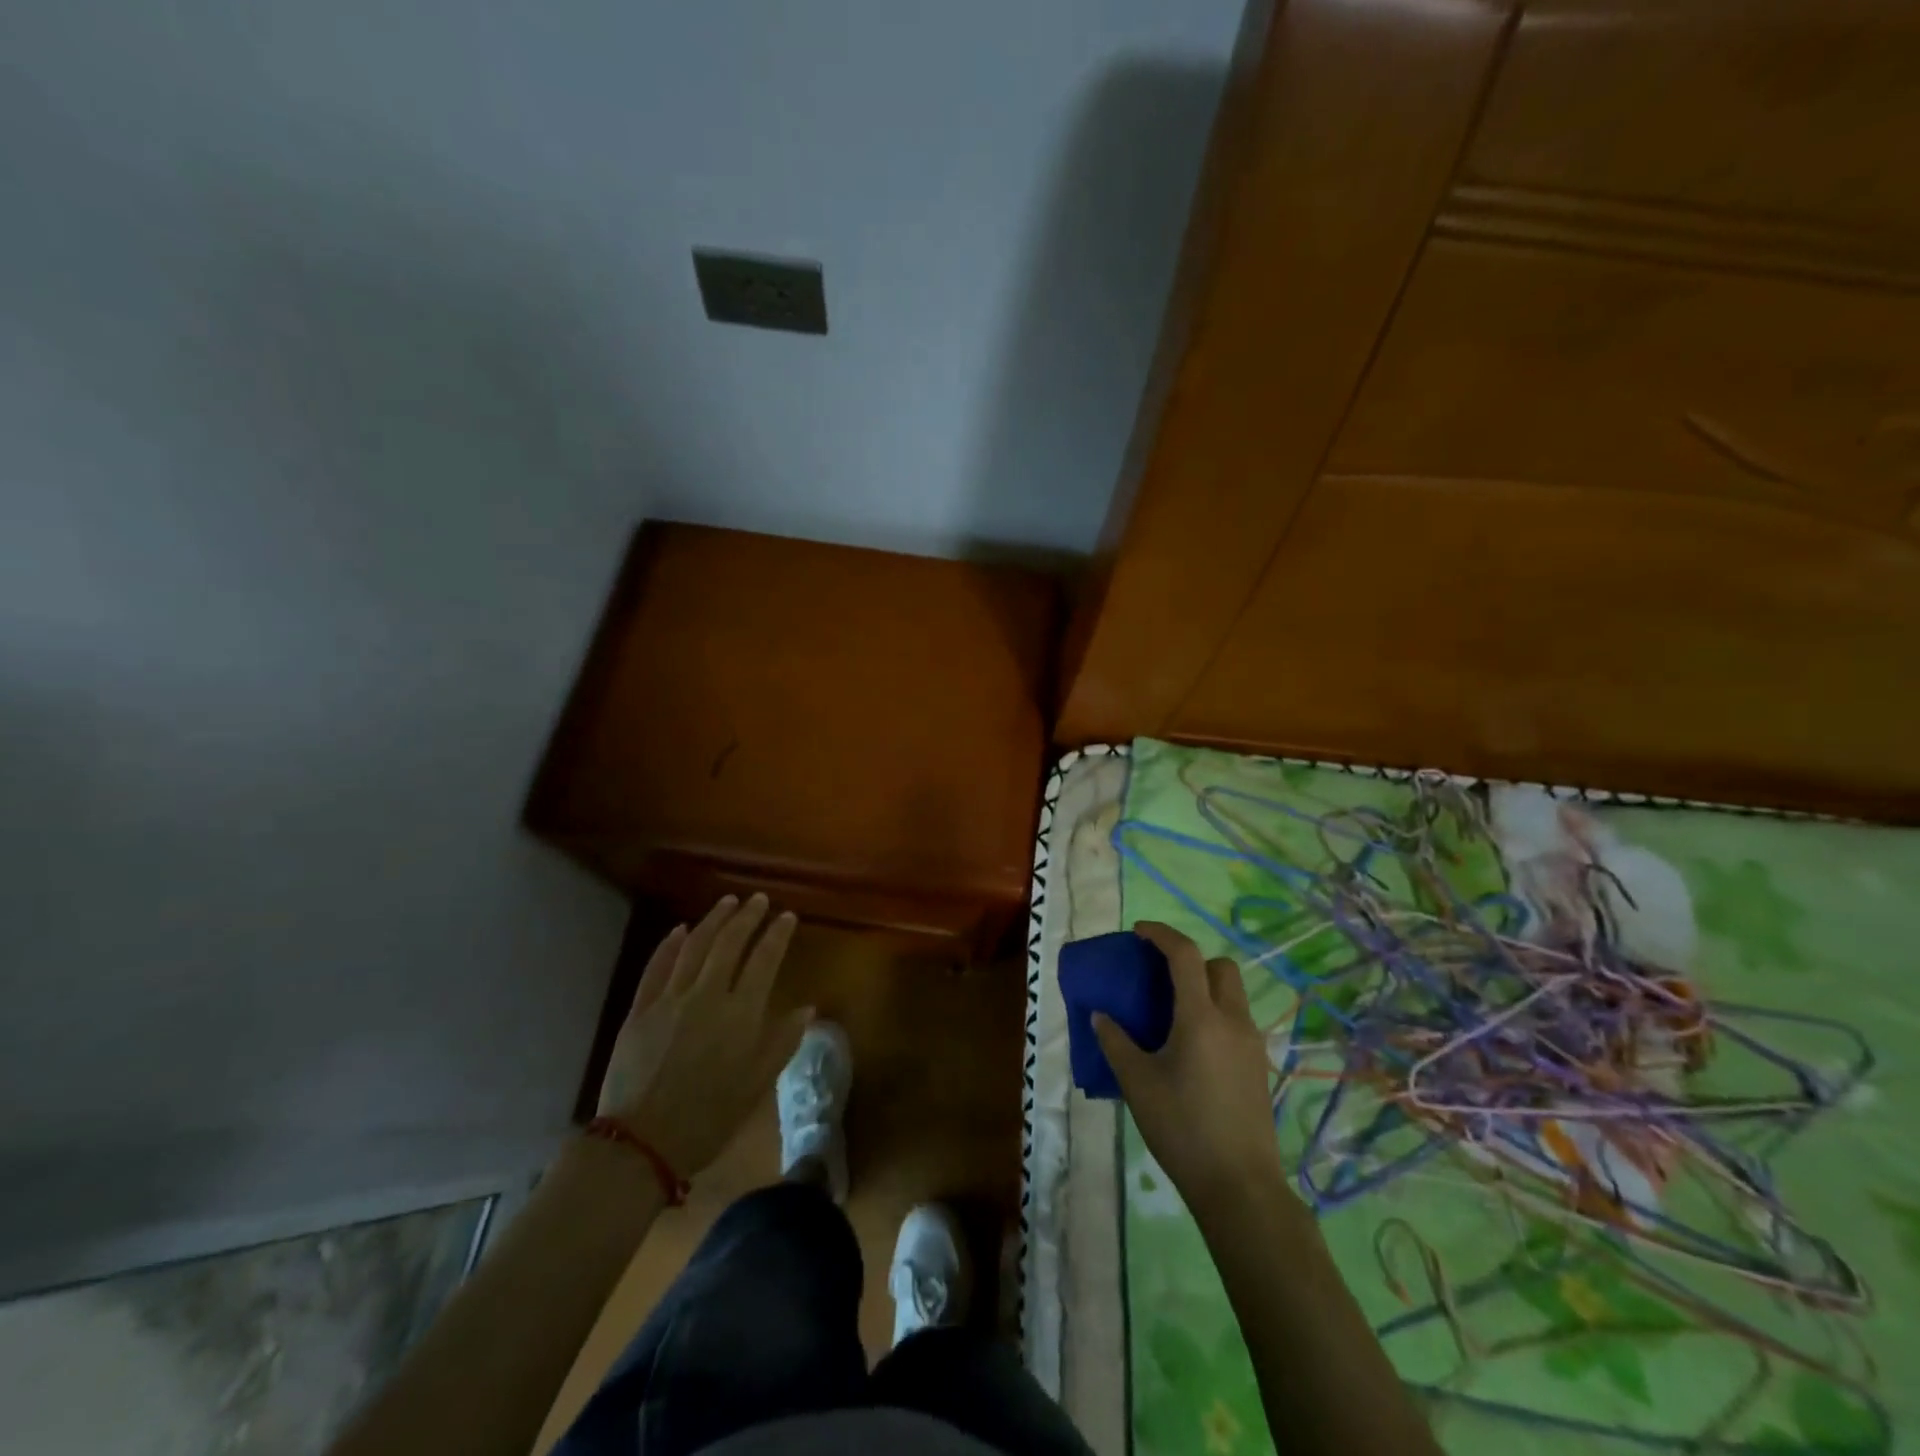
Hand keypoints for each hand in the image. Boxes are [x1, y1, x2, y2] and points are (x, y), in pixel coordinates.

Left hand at [597, 894, 809, 1178]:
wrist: (641, 1145)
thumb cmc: (709, 1118)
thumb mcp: (757, 1085)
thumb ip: (782, 1042)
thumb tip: (807, 1008)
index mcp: (740, 1013)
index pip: (764, 959)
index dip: (777, 934)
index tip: (787, 916)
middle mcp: (707, 996)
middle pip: (729, 944)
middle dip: (747, 917)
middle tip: (758, 900)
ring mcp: (669, 1000)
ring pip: (694, 946)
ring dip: (713, 920)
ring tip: (727, 902)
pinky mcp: (640, 1010)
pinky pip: (656, 967)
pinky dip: (669, 945)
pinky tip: (679, 930)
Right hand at [1093, 921, 1284, 1210]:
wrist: (1239, 1186)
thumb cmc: (1182, 1128)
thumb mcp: (1137, 1084)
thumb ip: (1116, 1042)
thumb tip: (1100, 1016)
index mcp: (1201, 1018)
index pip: (1185, 955)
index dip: (1161, 935)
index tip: (1139, 932)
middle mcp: (1233, 1021)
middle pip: (1220, 966)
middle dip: (1191, 959)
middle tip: (1161, 975)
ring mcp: (1252, 1044)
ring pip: (1233, 993)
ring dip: (1205, 985)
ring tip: (1173, 1010)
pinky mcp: (1259, 1066)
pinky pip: (1237, 1020)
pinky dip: (1215, 1012)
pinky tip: (1193, 1045)